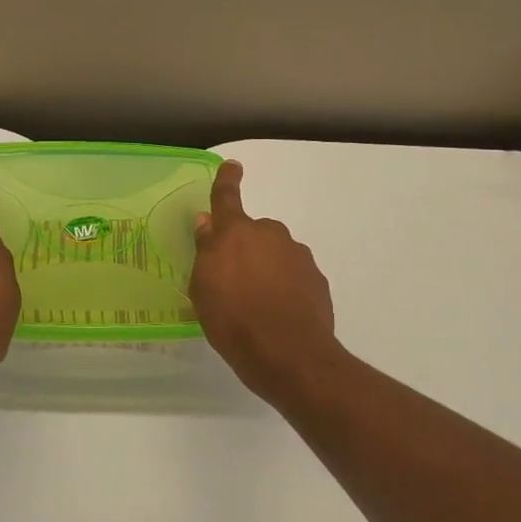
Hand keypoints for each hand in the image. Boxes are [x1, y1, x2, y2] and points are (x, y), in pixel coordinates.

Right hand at [190, 160, 344, 408]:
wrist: (288, 354)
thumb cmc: (232, 321)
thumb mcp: (203, 289)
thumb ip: (206, 251)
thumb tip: (208, 223)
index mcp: (235, 233)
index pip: (227, 197)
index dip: (227, 181)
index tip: (233, 166)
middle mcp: (269, 235)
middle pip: (254, 233)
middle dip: (245, 248)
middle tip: (233, 281)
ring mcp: (298, 256)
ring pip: (276, 254)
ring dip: (267, 269)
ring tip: (256, 305)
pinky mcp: (317, 280)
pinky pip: (294, 275)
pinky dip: (285, 288)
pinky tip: (278, 314)